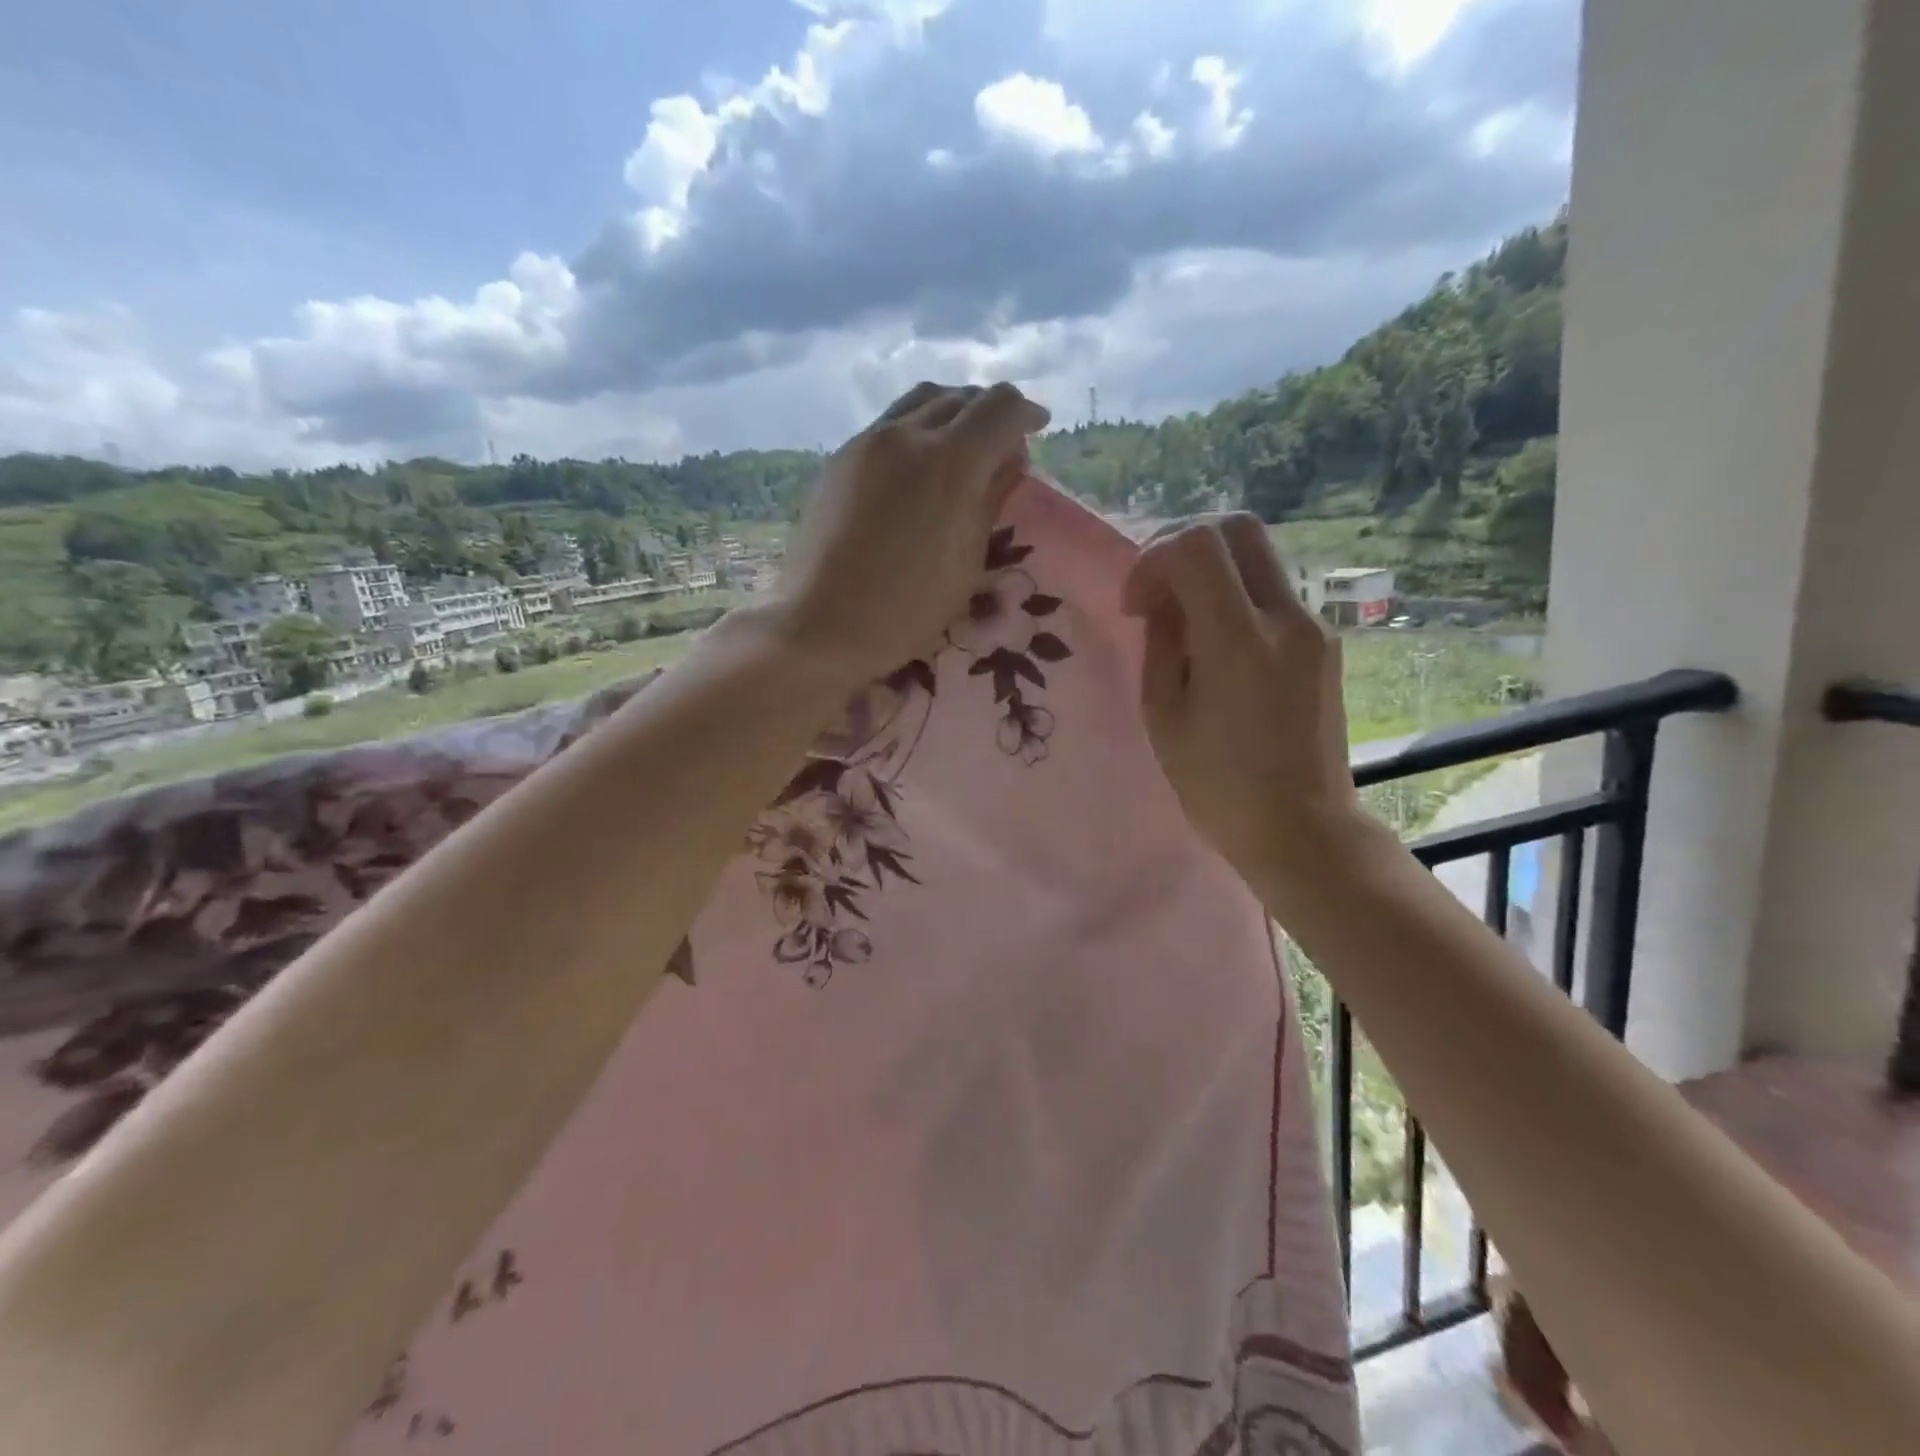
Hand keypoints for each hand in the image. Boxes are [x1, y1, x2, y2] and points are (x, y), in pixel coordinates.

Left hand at [776, 382, 1049, 684]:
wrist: (821, 623)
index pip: (1000, 407)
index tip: (1037, 429)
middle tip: (1002, 443)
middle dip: (990, 412)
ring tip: (963, 446)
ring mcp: (867, 442)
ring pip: (920, 402)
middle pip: (960, 397)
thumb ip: (990, 500)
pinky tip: (920, 465)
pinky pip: (890, 425)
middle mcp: (907, 435)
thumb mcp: (966, 561)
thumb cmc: (907, 607)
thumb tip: (1007, 461)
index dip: (1026, 413)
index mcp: (950, 461)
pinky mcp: (840, 458)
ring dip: (952, 413)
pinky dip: (918, 430)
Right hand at [1121, 514, 1375, 898]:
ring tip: (1185, 619)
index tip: (1136, 606)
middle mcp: (1285, 617)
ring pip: (1259, 555)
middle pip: (1237, 527)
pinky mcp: (1325, 642)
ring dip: (1213, 570)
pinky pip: (1274, 590)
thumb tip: (1163, 604)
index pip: (1195, 545)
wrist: (1302, 828)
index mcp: (1237, 639)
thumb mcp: (1164, 717)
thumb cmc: (1218, 786)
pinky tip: (1218, 642)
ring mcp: (1313, 627)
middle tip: (1158, 588)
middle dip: (1184, 542)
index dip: (1152, 559)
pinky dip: (1237, 595)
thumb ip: (1161, 644)